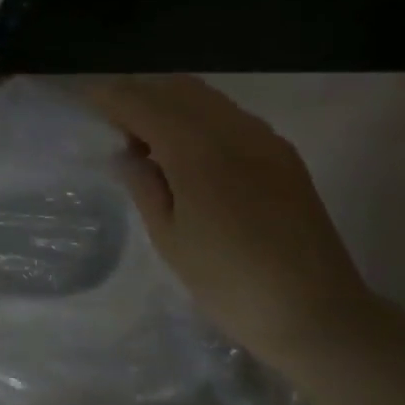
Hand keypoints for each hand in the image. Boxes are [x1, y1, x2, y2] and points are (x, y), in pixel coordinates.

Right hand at [80, 75, 375, 366]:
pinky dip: (199, 116)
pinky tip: (190, 152)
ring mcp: (263, 139)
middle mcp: (231, 130)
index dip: (110, 98)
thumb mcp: (169, 239)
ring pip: (205, 97)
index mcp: (197, 151)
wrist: (319, 315)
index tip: (86, 101)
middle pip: (175, 88)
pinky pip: (230, 115)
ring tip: (149, 138)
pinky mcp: (282, 154)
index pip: (142, 104)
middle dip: (139, 95)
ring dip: (170, 103)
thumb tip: (127, 153)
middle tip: (114, 124)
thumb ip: (143, 185)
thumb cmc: (230, 283)